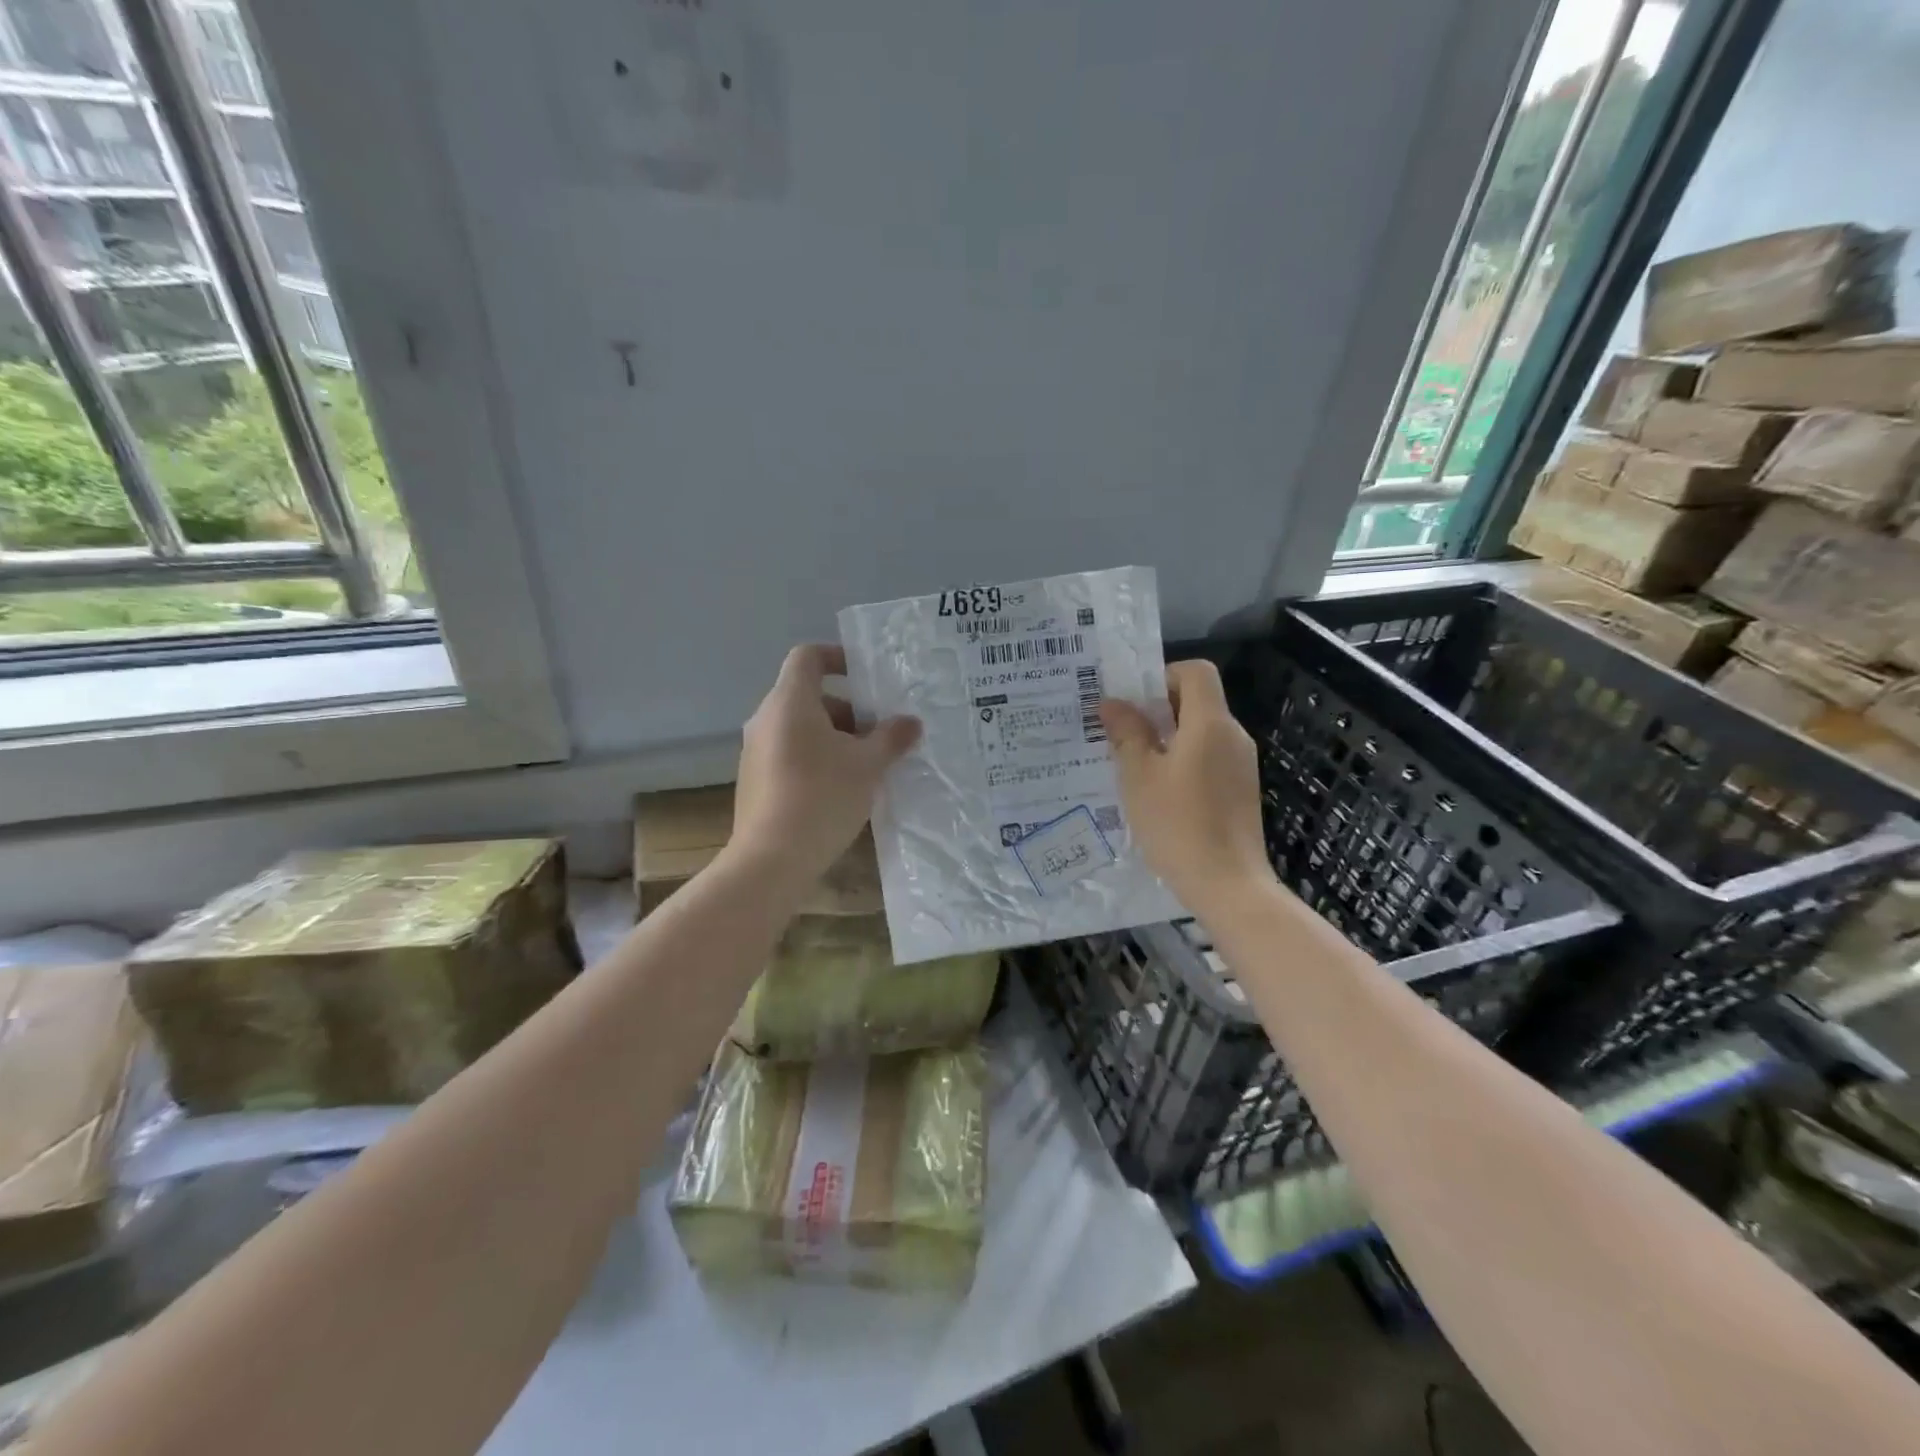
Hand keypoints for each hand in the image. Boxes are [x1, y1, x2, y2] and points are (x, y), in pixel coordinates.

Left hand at [732, 644, 921, 890]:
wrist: (771, 860)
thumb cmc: (822, 797)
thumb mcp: (867, 765)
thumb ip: (891, 738)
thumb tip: (911, 723)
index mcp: (789, 702)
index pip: (807, 657)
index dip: (837, 656)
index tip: (866, 676)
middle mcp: (766, 719)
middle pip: (808, 696)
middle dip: (848, 710)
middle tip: (879, 733)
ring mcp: (756, 751)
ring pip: (800, 727)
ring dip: (835, 737)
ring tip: (867, 765)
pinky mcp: (755, 780)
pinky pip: (789, 753)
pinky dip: (816, 757)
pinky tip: (841, 789)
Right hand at [1100, 659, 1273, 914]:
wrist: (1227, 884)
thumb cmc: (1178, 824)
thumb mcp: (1139, 777)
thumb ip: (1127, 734)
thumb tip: (1112, 703)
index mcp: (1211, 724)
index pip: (1196, 672)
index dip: (1163, 676)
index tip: (1134, 703)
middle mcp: (1233, 736)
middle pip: (1198, 702)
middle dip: (1158, 711)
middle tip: (1121, 734)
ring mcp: (1241, 765)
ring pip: (1201, 733)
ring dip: (1168, 740)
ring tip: (1133, 767)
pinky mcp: (1241, 791)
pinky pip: (1209, 759)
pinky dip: (1183, 762)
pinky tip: (1158, 794)